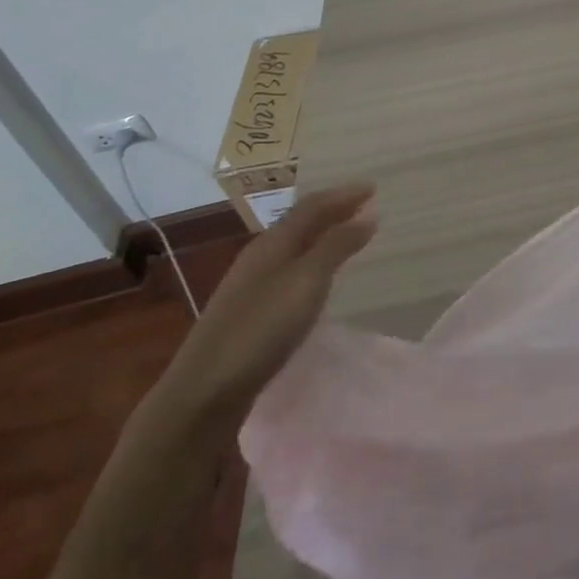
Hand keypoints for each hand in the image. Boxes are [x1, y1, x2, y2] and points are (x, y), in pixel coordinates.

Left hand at [152, 182, 376, 427]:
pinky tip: (317, 278)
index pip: (312, 206)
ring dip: (322, 235)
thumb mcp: (307, 282)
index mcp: (273, 241)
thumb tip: (367, 214)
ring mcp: (250, 284)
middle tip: (364, 206)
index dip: (343, 195)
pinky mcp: (248, 311)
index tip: (373, 187)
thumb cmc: (261, 328)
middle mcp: (260, 255)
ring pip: (294, 246)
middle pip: (301, 222)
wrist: (204, 391)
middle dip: (333, 210)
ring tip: (348, 236)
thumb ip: (337, 246)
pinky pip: (289, 269)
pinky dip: (312, 260)